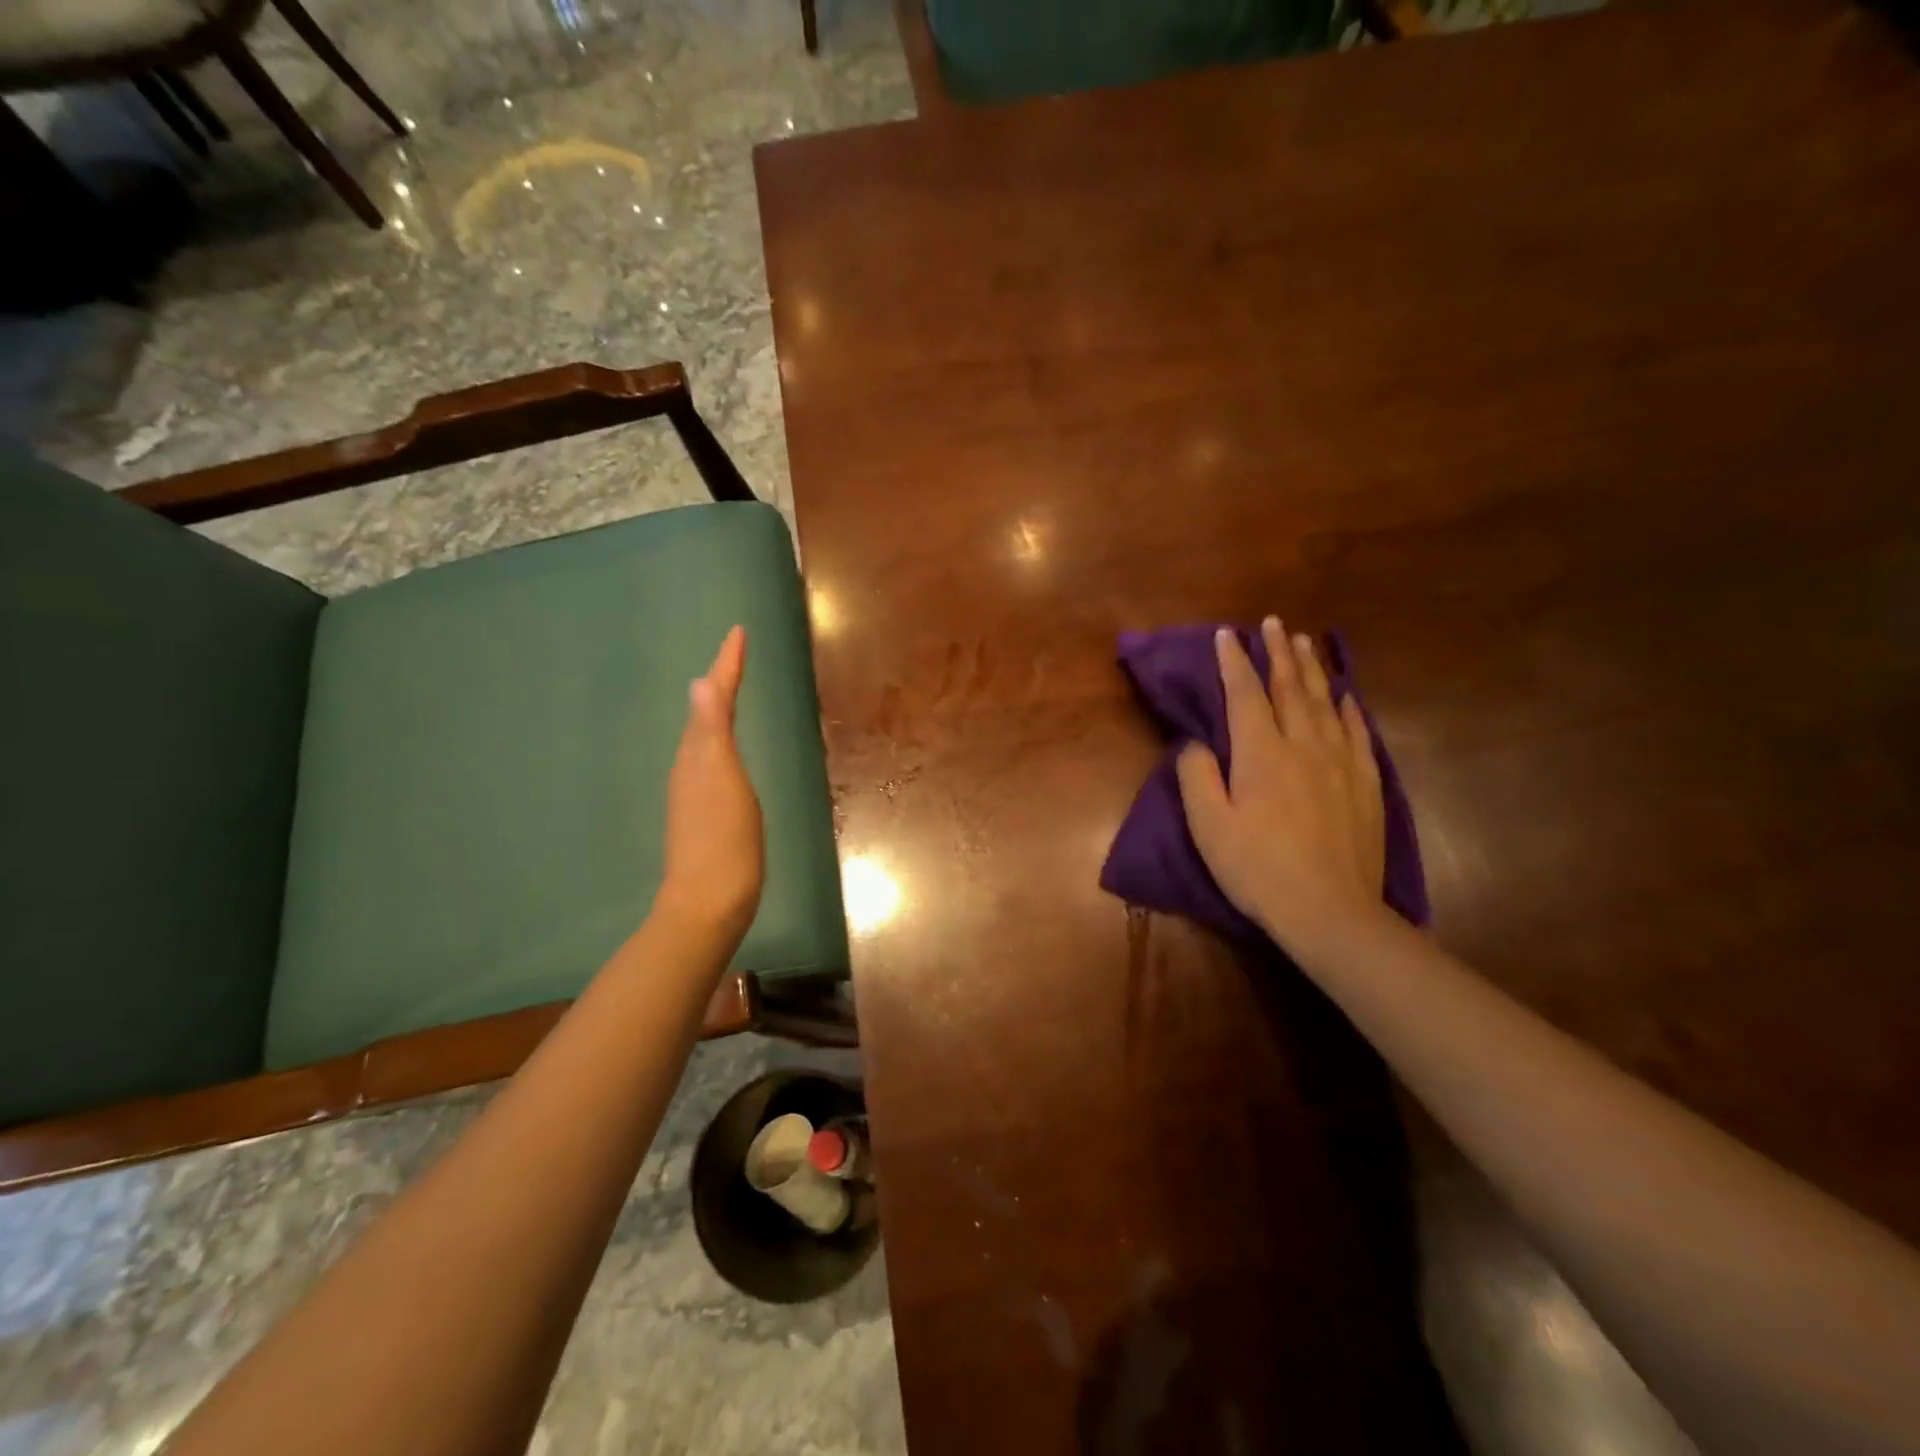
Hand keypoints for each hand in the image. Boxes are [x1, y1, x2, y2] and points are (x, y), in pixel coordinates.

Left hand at [659, 626, 763, 951]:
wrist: (709, 904)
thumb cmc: (723, 841)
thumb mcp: (722, 781)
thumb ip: (712, 733)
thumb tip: (700, 681)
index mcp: (697, 756)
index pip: (714, 699)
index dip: (727, 666)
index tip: (738, 632)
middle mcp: (690, 768)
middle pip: (705, 714)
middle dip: (720, 682)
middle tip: (736, 656)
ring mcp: (695, 794)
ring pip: (704, 739)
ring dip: (716, 711)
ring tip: (729, 692)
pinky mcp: (706, 815)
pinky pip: (711, 762)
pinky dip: (719, 742)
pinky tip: (724, 752)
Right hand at [1176, 618, 1386, 950]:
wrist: (1330, 910)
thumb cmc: (1257, 868)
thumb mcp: (1208, 826)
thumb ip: (1197, 776)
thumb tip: (1196, 742)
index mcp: (1260, 753)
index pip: (1245, 694)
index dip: (1234, 661)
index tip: (1226, 634)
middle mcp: (1303, 744)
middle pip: (1290, 687)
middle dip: (1278, 651)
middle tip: (1272, 623)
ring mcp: (1340, 761)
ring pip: (1325, 701)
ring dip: (1312, 668)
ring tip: (1305, 642)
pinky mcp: (1366, 782)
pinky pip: (1357, 730)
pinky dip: (1348, 706)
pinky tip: (1345, 693)